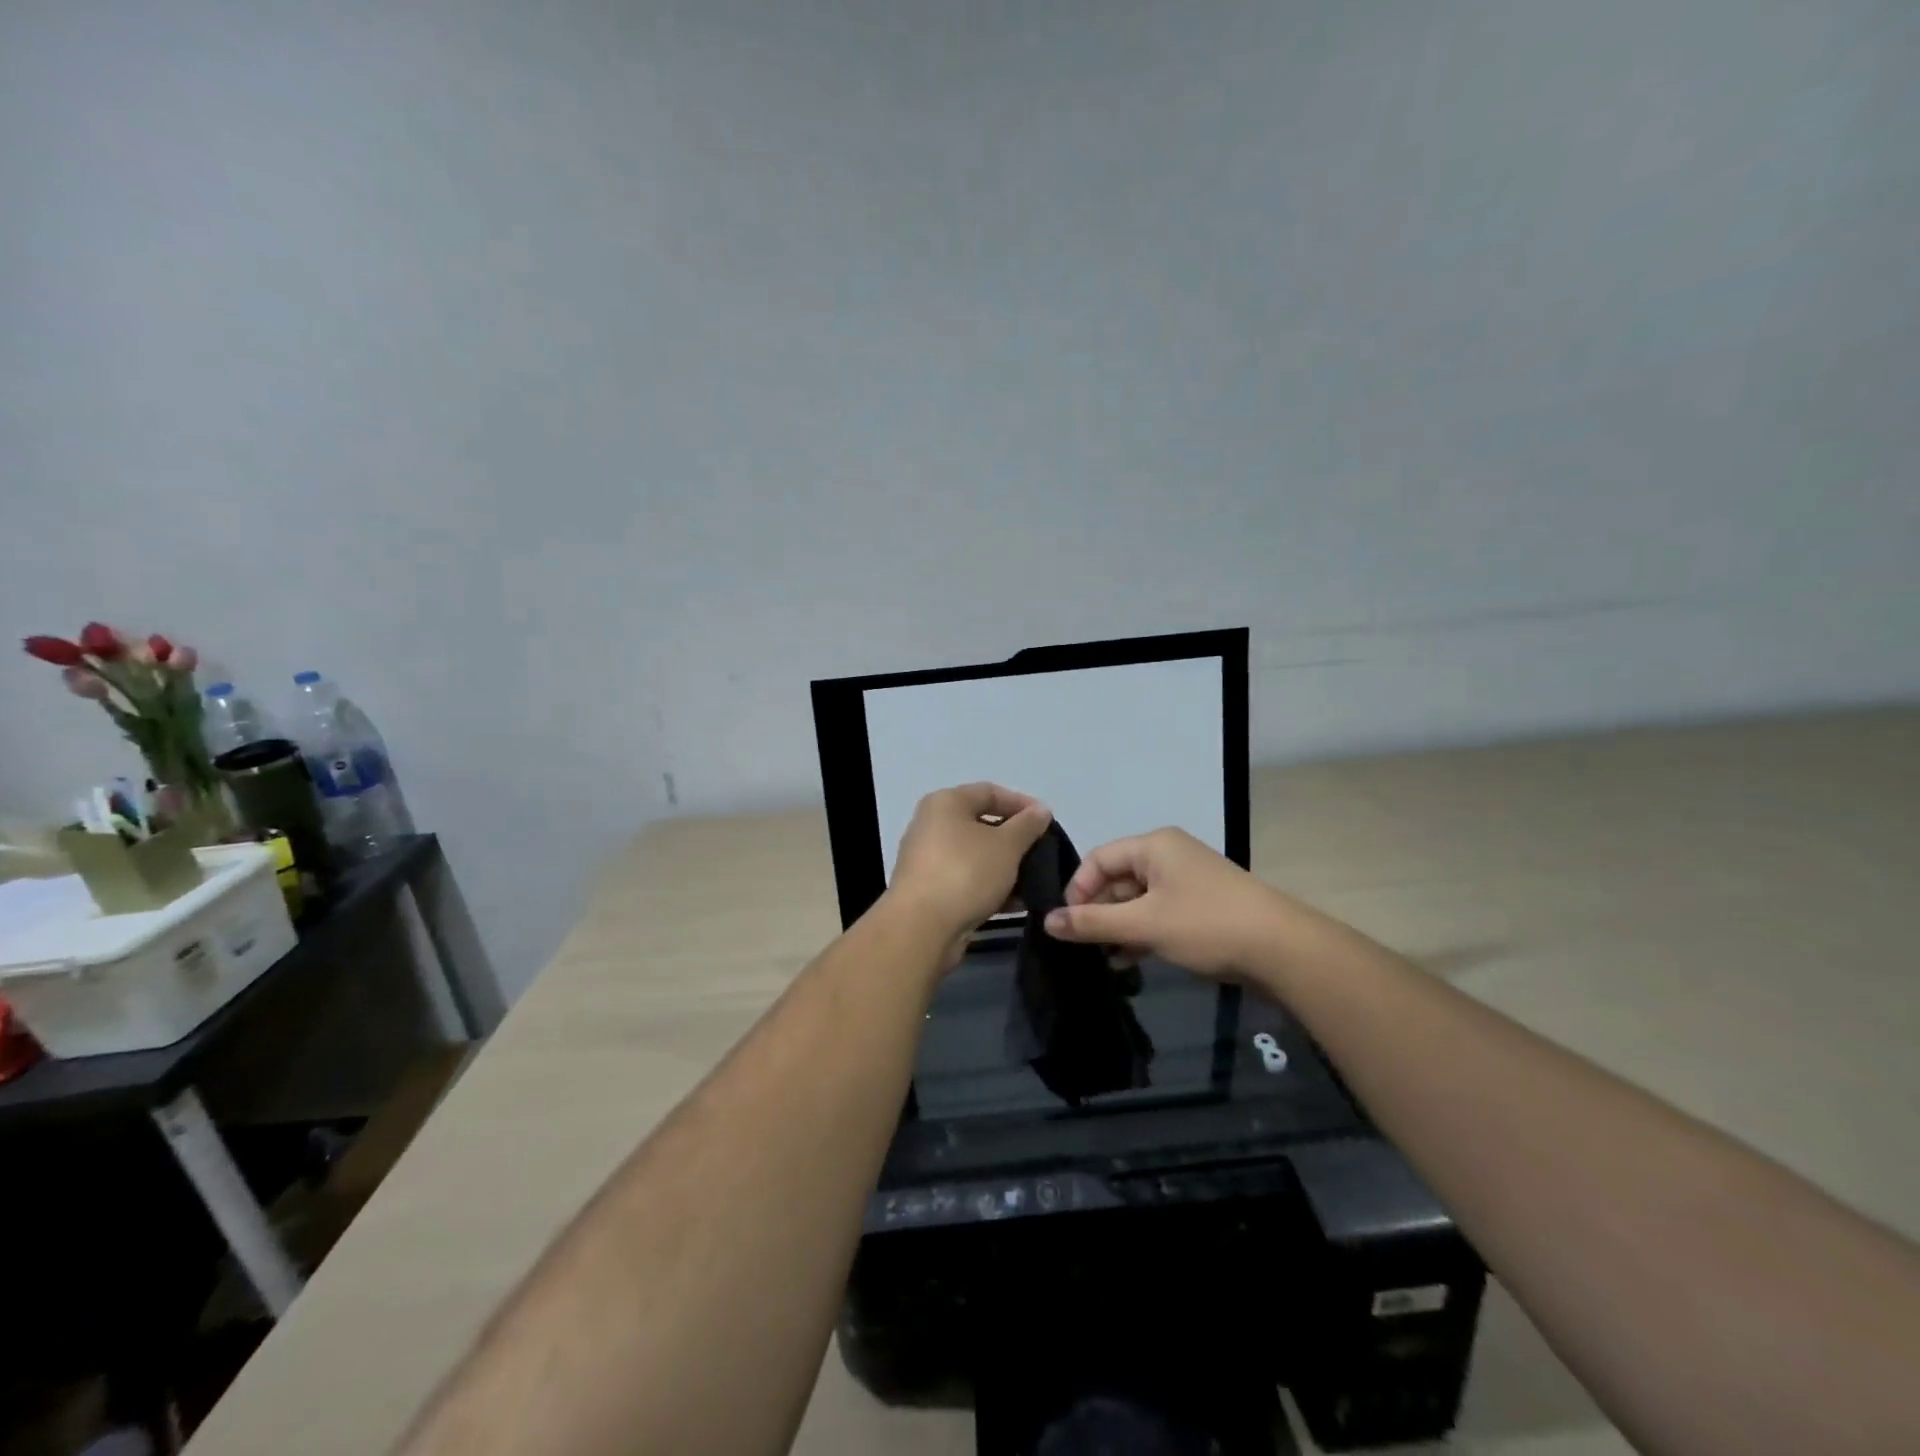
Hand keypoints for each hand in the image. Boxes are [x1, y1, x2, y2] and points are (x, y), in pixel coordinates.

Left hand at [887, 783, 1051, 949]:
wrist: (921, 927)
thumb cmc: (965, 872)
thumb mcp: (1007, 845)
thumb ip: (1027, 825)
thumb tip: (1040, 811)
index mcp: (946, 803)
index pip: (990, 792)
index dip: (1022, 803)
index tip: (1047, 822)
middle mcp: (932, 825)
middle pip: (981, 824)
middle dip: (1015, 839)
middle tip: (1042, 852)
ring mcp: (928, 859)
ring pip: (975, 856)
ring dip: (1005, 867)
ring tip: (1034, 881)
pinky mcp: (929, 890)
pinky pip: (966, 880)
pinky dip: (990, 887)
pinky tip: (1015, 904)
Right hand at [1043, 827, 1288, 979]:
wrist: (1282, 950)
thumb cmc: (1206, 925)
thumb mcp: (1143, 924)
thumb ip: (1092, 922)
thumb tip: (1047, 921)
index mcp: (1154, 846)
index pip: (1099, 859)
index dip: (1078, 889)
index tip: (1068, 924)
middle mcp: (1169, 855)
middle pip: (1118, 878)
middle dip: (1099, 911)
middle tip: (1085, 946)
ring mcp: (1188, 881)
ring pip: (1138, 900)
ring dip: (1119, 927)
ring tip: (1105, 959)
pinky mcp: (1202, 906)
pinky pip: (1159, 913)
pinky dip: (1142, 932)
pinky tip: (1130, 960)